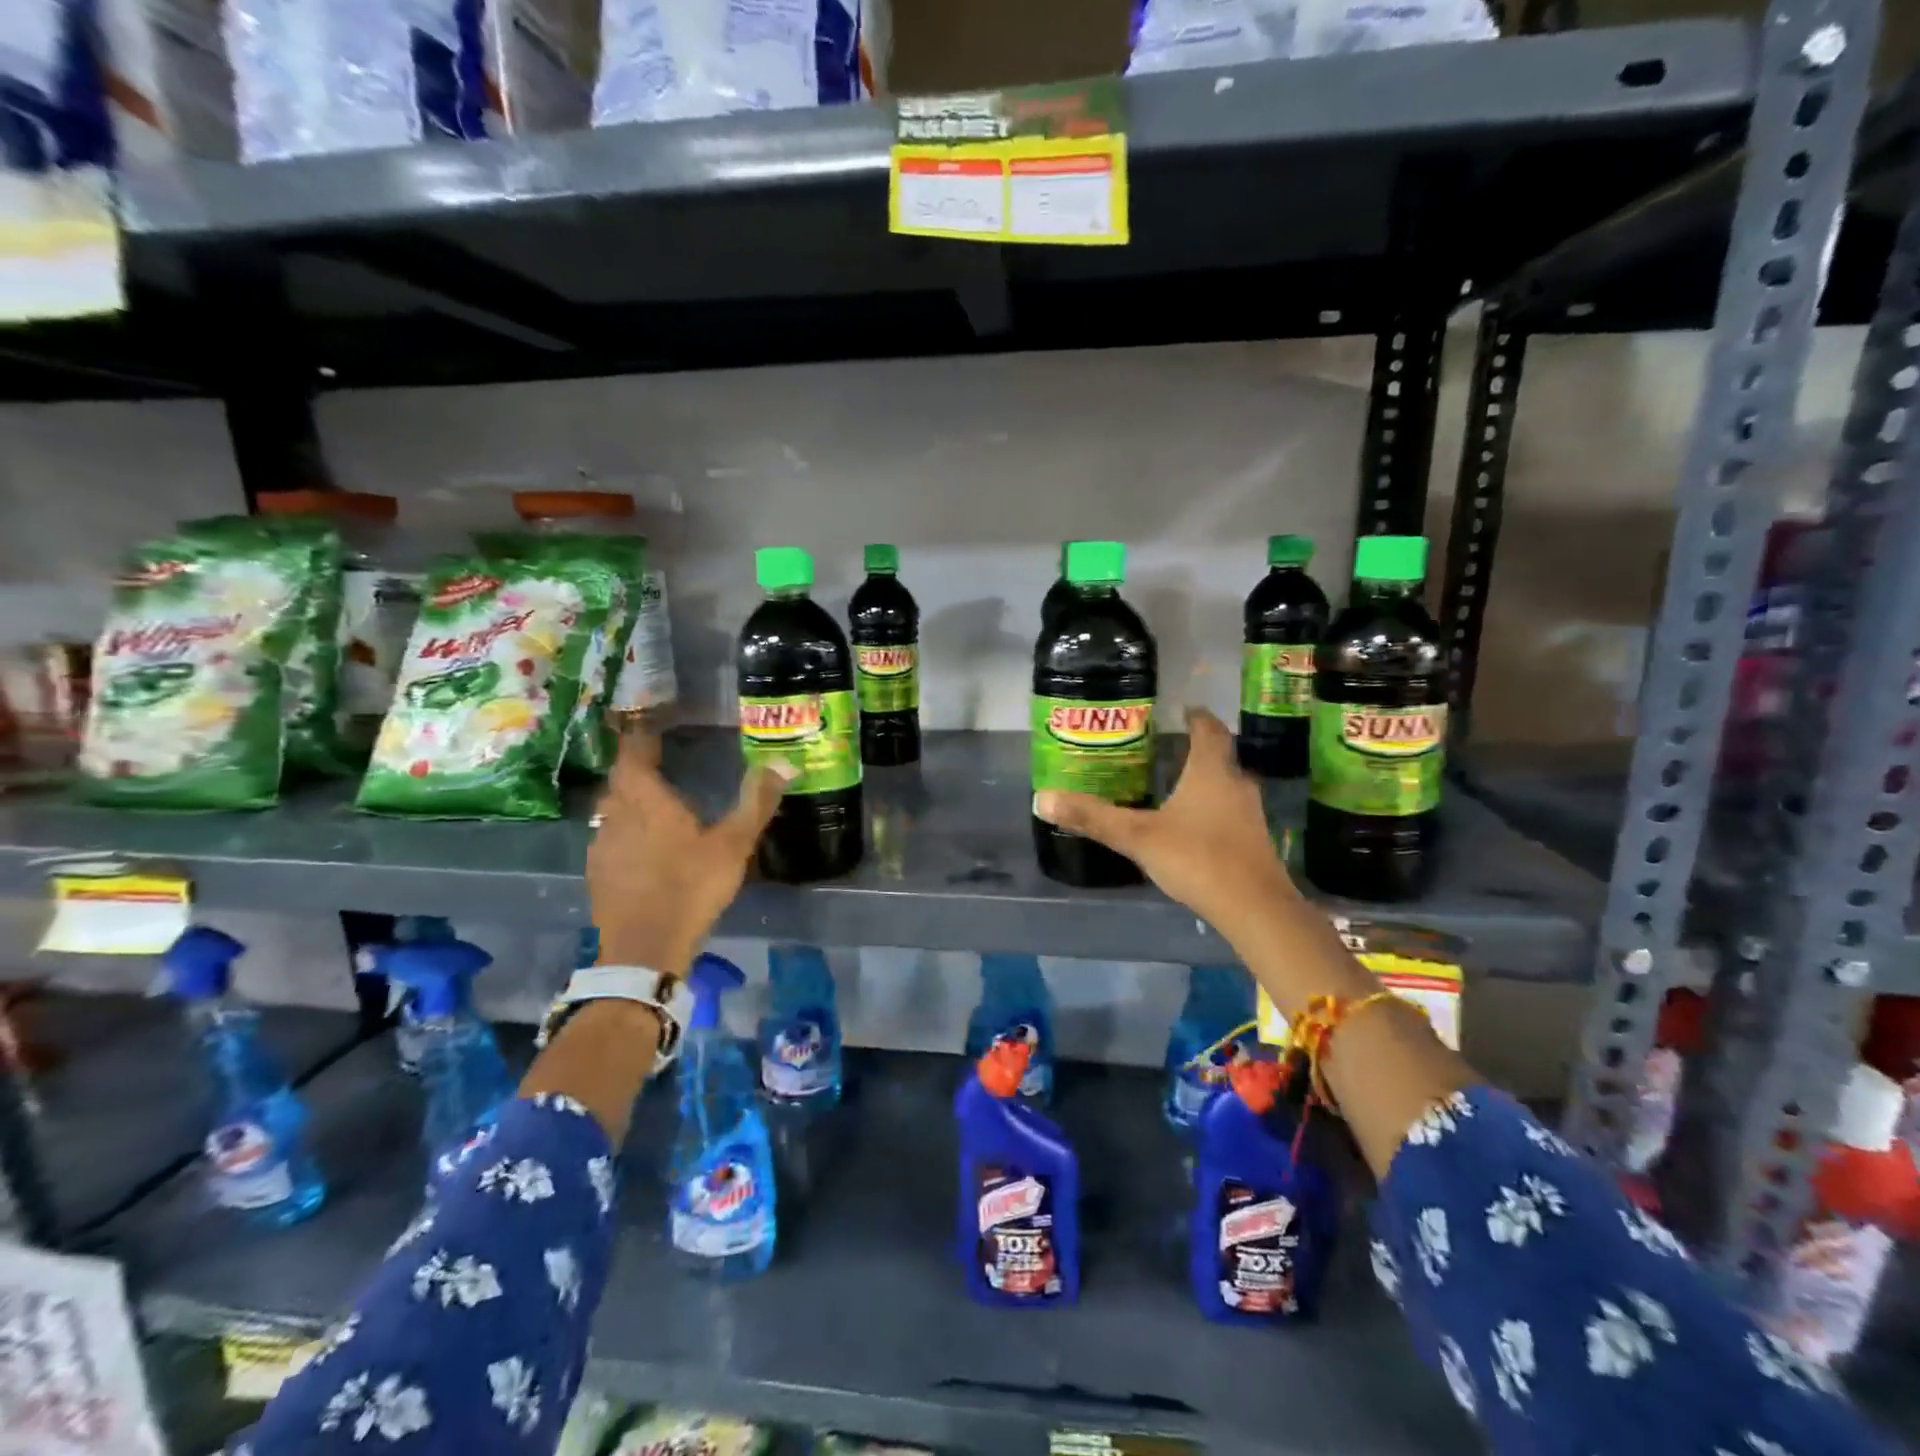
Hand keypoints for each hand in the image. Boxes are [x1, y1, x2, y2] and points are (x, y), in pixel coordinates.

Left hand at [586, 734, 790, 974]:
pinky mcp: (597, 874)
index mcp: (645, 799)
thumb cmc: (690, 886)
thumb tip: (784, 762)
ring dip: (629, 801)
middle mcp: (616, 815)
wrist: (644, 948)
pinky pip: (609, 838)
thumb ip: (756, 801)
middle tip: (659, 763)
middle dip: (636, 769)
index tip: (653, 727)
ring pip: (611, 811)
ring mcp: (602, 846)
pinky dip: (625, 831)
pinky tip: (643, 846)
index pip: (633, 754)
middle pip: (620, 781)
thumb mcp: (733, 844)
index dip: (640, 738)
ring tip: (654, 803)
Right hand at [1033, 708, 1299, 934]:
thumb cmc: (1197, 858)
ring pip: (1227, 785)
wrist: (1254, 908)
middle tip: (1167, 748)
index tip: (1182, 710)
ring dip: (1205, 780)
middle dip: (1196, 749)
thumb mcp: (1137, 836)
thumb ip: (1093, 817)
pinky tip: (1192, 826)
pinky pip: (1230, 812)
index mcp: (1211, 771)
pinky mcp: (1254, 842)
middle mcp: (1236, 784)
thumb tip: (1042, 798)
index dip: (1196, 716)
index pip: (1208, 729)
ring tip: (1175, 784)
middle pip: (1220, 756)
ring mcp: (1250, 814)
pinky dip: (1212, 809)